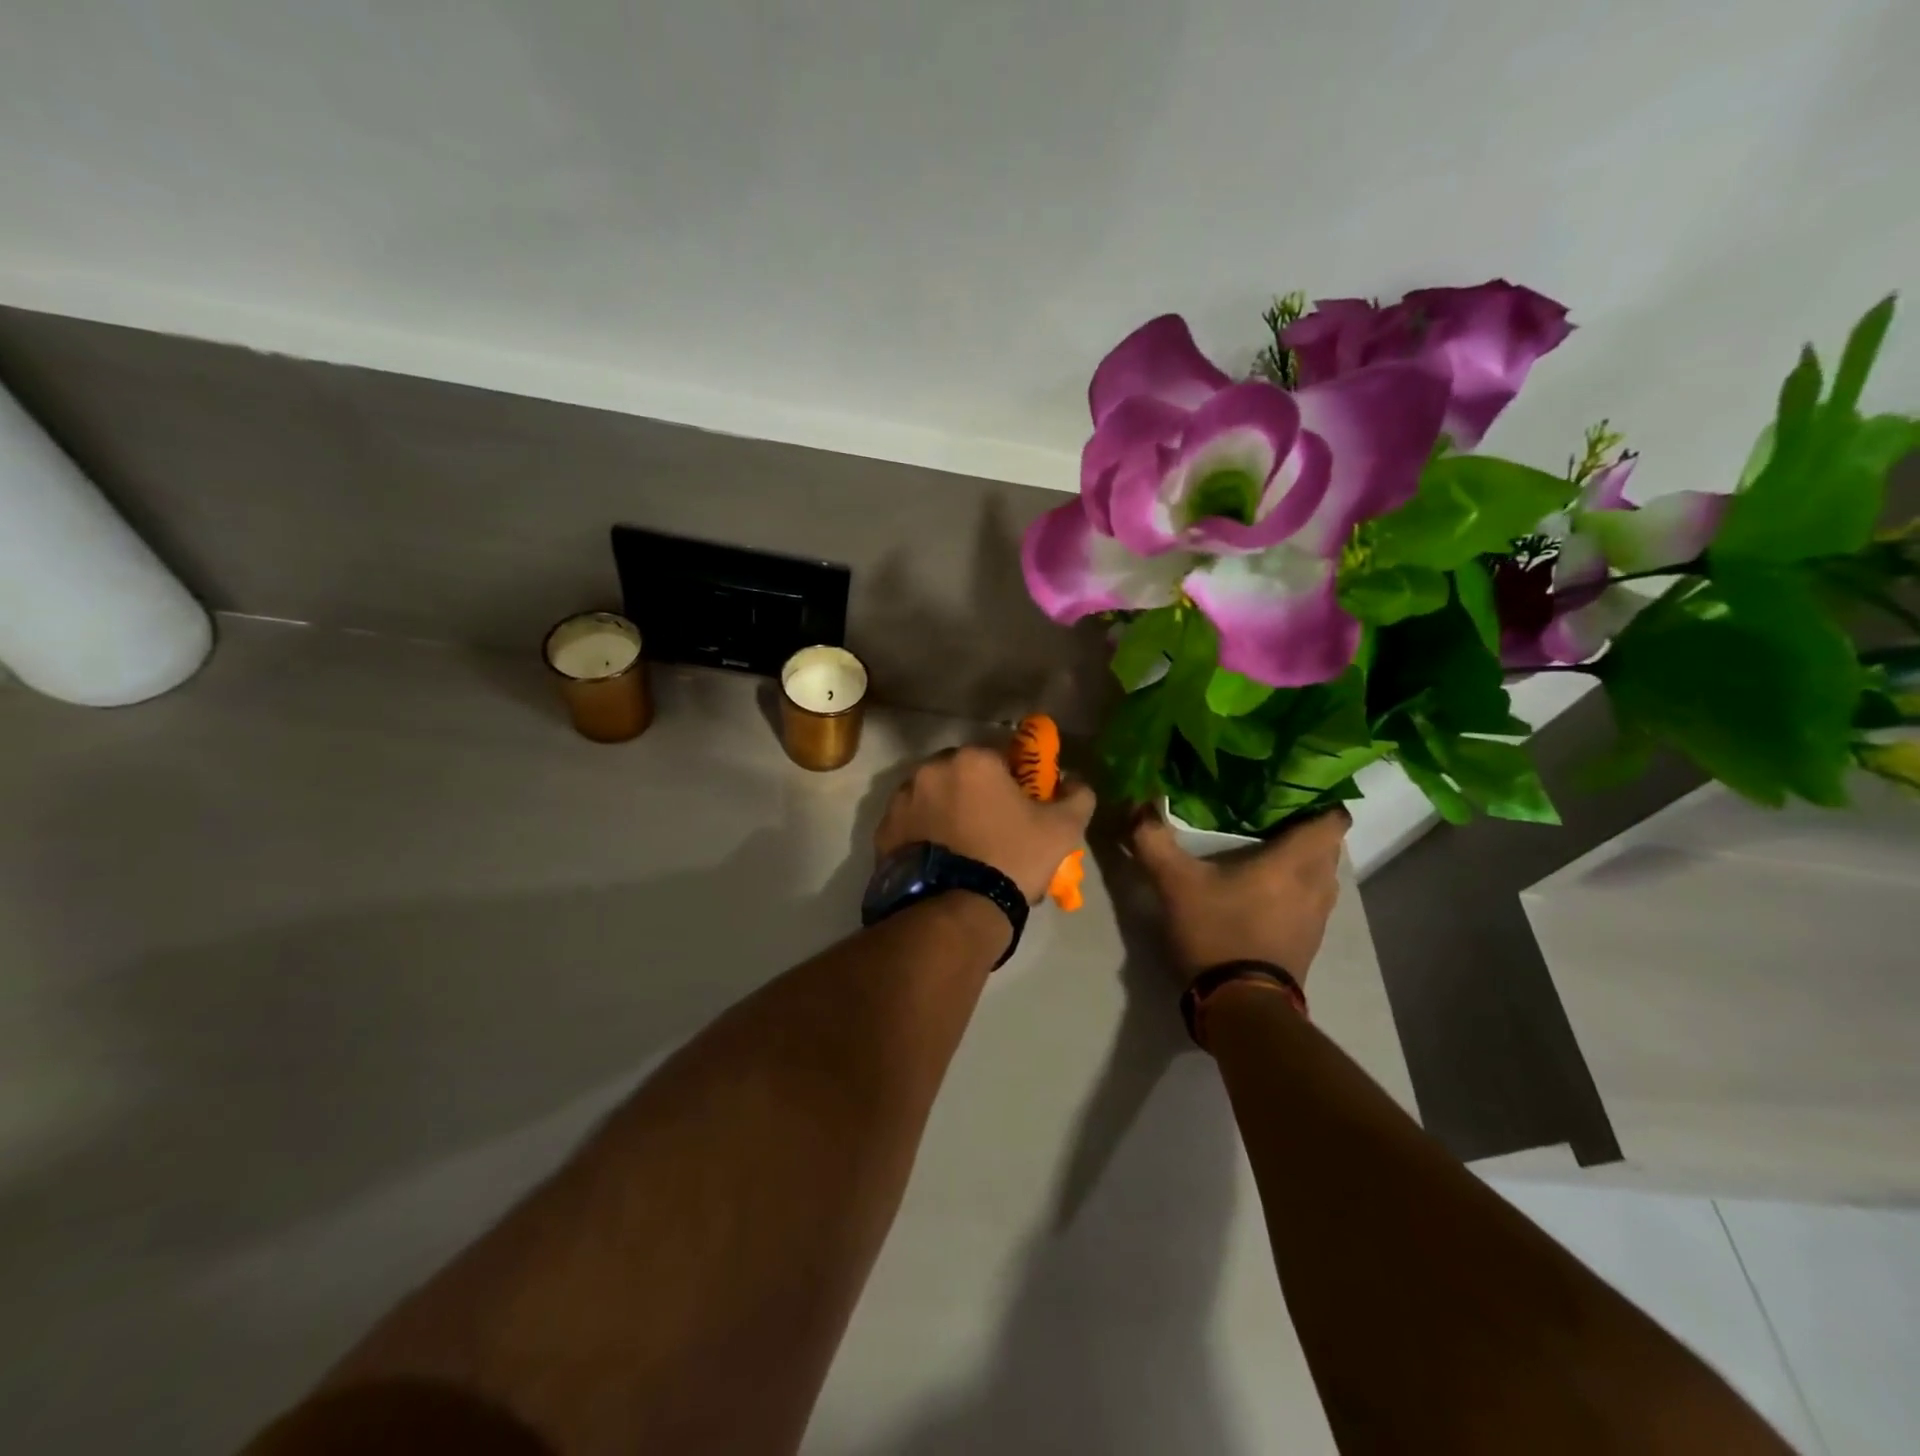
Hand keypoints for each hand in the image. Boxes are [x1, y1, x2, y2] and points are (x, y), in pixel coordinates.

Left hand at [876, 746, 1094, 904]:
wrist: (954, 912)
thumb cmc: (1011, 860)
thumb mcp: (1062, 830)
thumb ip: (1077, 796)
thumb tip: (1075, 781)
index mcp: (972, 760)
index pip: (1000, 756)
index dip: (1014, 779)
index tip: (1021, 805)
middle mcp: (930, 770)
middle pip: (962, 773)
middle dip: (976, 792)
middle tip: (992, 827)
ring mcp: (901, 800)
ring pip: (933, 796)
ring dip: (947, 810)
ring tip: (962, 847)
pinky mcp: (882, 831)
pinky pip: (911, 823)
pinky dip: (923, 833)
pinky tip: (939, 859)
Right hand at [1130, 808, 1348, 986]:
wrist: (1241, 1006)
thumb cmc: (1216, 932)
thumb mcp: (1174, 884)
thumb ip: (1154, 841)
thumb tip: (1136, 803)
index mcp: (1293, 863)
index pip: (1333, 820)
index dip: (1321, 801)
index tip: (1294, 789)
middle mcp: (1316, 885)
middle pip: (1329, 846)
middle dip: (1307, 829)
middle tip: (1271, 815)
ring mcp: (1318, 918)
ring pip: (1323, 876)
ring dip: (1305, 862)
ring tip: (1270, 851)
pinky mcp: (1309, 942)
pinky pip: (1313, 901)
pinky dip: (1299, 889)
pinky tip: (1268, 890)